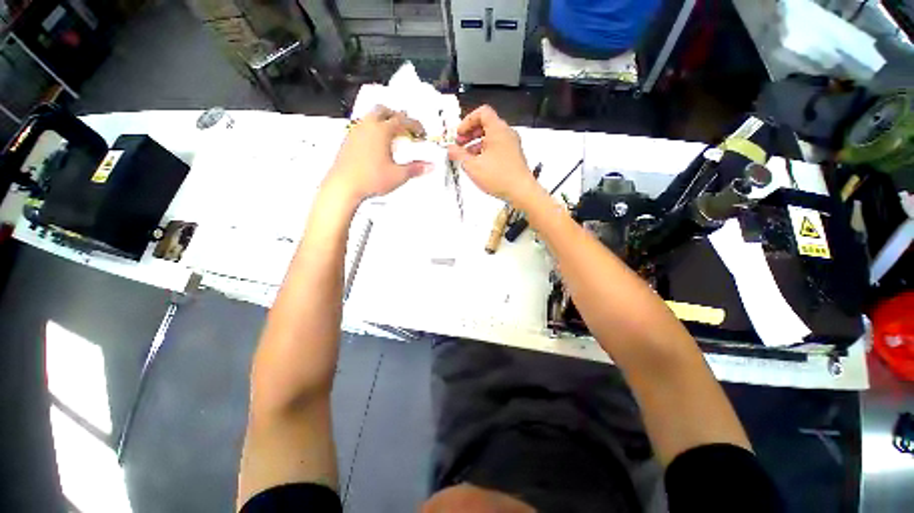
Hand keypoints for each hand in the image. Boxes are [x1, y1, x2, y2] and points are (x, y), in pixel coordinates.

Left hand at [325, 105, 430, 204]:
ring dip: (383, 121)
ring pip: (371, 117)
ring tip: (391, 135)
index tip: (420, 131)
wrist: (344, 186)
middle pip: (384, 111)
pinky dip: (372, 130)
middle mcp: (367, 127)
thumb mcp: (399, 175)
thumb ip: (415, 169)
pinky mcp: (348, 141)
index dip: (415, 124)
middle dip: (397, 116)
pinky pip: (362, 127)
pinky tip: (376, 145)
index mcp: (382, 131)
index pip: (402, 120)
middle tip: (406, 127)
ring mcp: (355, 132)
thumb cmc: (369, 179)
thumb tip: (428, 166)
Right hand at [447, 105, 535, 203]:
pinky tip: (478, 164)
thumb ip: (459, 154)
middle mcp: (507, 133)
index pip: (482, 112)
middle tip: (459, 144)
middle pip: (486, 124)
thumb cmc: (498, 176)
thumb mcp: (473, 166)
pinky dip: (485, 151)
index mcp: (498, 129)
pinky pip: (497, 147)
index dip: (467, 121)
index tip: (459, 134)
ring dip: (476, 143)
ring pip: (491, 137)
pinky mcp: (513, 155)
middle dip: (470, 133)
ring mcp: (512, 144)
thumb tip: (450, 148)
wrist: (521, 191)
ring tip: (466, 157)